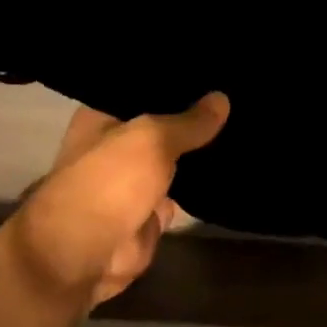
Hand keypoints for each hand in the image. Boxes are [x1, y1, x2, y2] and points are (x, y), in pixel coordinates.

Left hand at [0, 94, 228, 313]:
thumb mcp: (153, 139)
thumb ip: (189, 122)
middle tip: (236, 94)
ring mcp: (134, 180)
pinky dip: (204, 184)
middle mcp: (116, 145)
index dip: (176, 80)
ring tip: (241, 124)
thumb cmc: (109, 182)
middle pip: (164, 123)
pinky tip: (235, 161)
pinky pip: (184, 189)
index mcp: (102, 117)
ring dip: (202, 150)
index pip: (143, 89)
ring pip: (177, 157)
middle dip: (194, 116)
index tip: (211, 71)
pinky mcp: (150, 211)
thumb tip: (222, 98)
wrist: (85, 256)